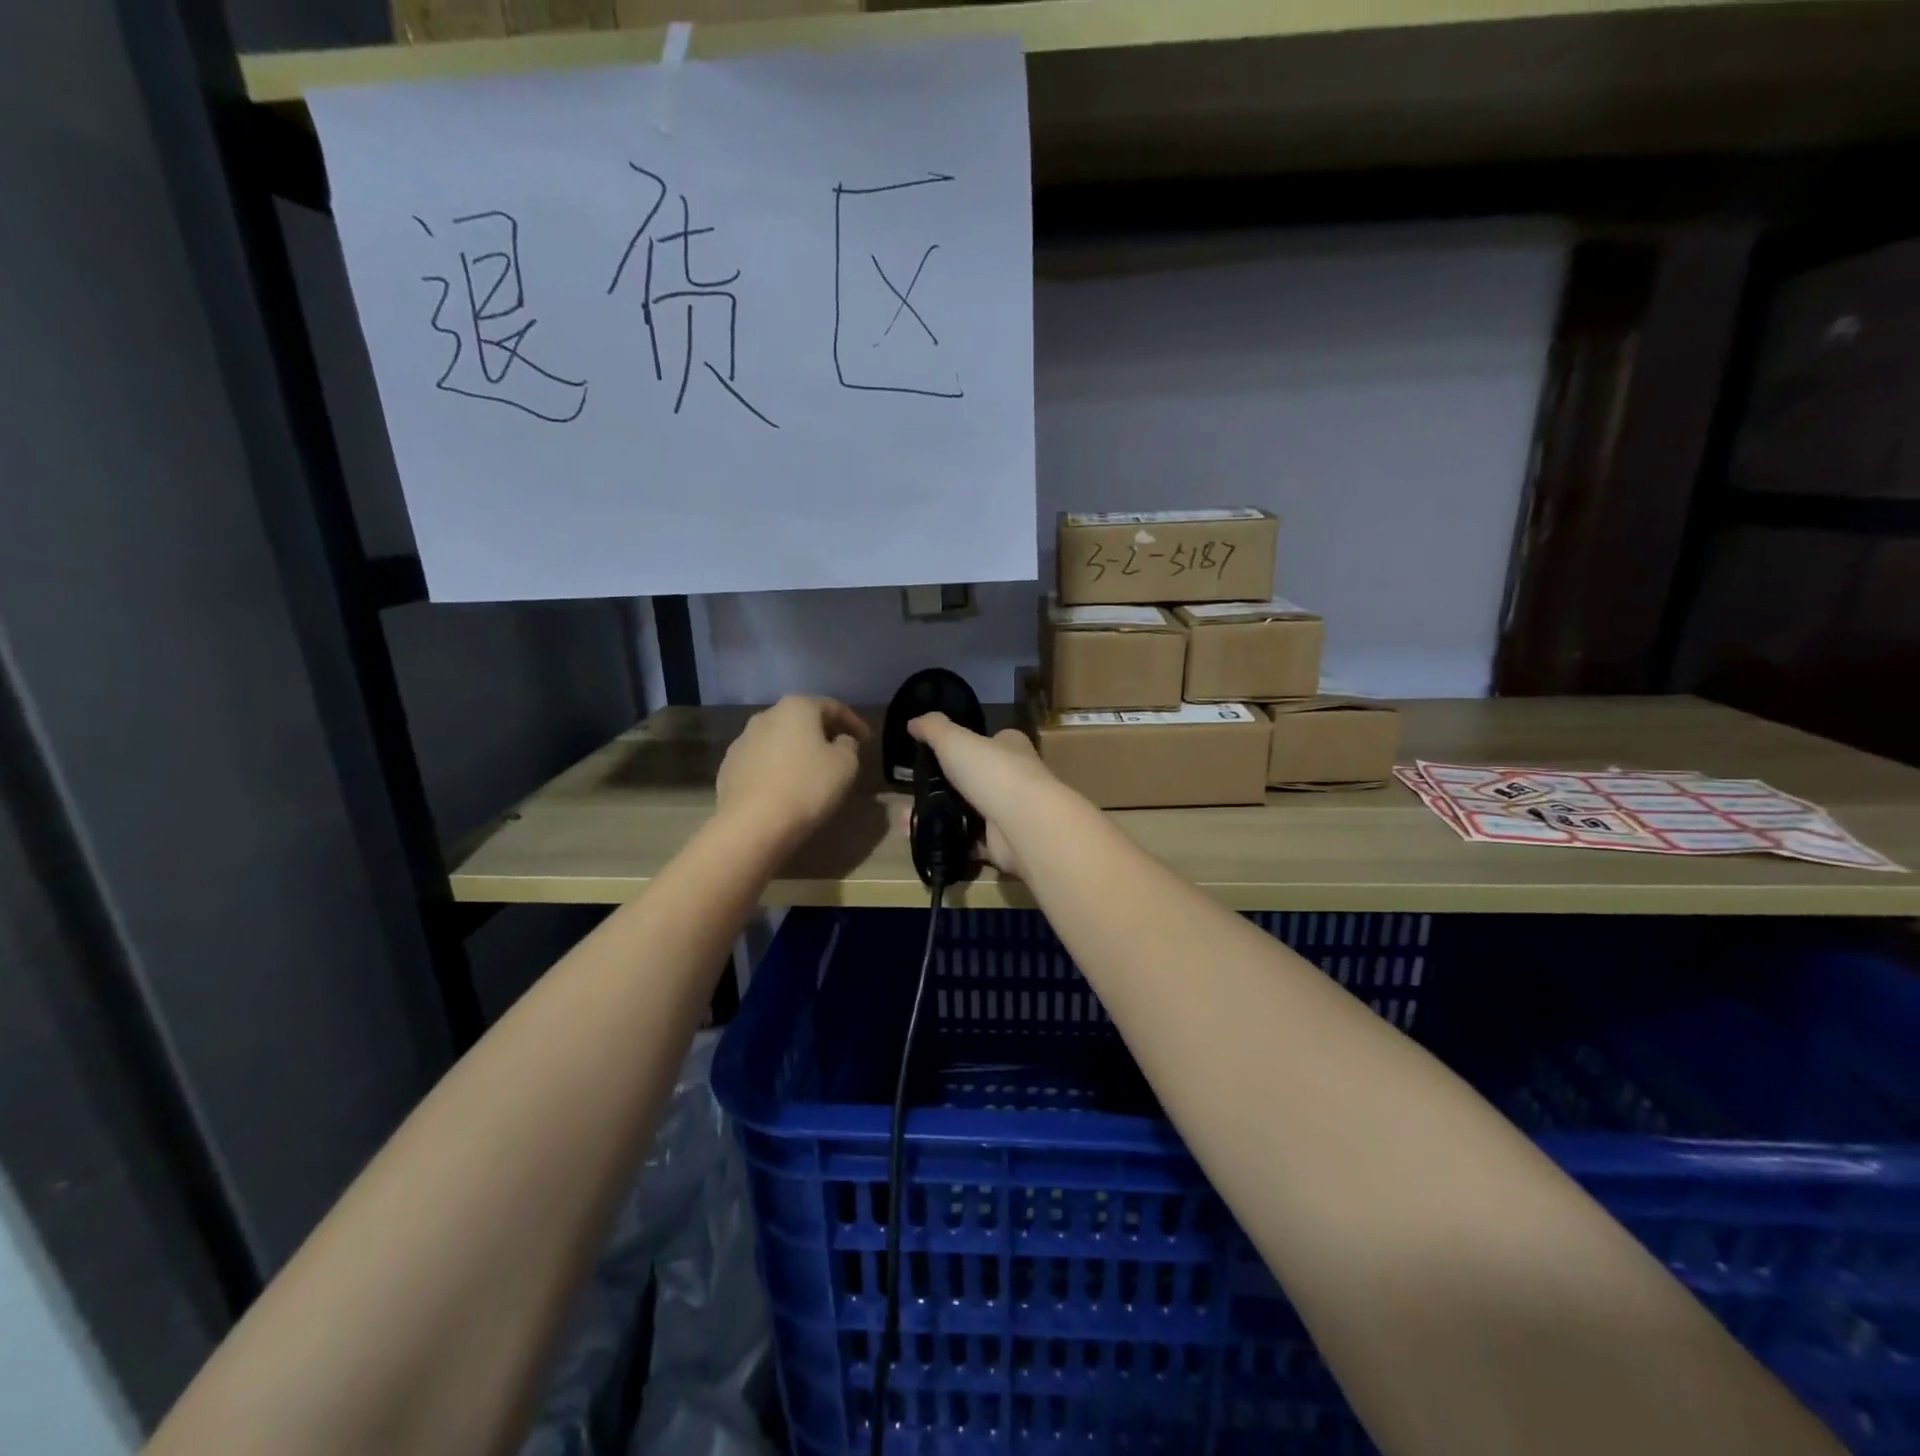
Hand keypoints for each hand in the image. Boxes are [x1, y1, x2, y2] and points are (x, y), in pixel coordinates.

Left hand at [716, 697, 869, 847]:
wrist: (752, 824)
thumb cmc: (807, 787)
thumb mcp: (845, 765)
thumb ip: (849, 746)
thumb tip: (840, 741)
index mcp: (796, 708)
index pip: (832, 707)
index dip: (853, 722)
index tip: (867, 740)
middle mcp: (765, 716)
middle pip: (801, 719)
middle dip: (822, 733)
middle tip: (839, 752)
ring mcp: (742, 741)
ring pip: (778, 740)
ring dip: (796, 750)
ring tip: (811, 771)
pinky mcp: (728, 768)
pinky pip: (761, 761)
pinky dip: (777, 768)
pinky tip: (785, 787)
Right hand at [907, 714, 1061, 878]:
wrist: (1023, 825)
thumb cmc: (993, 772)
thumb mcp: (954, 740)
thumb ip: (933, 729)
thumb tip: (913, 721)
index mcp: (1011, 747)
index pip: (991, 740)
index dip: (968, 744)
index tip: (940, 752)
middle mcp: (1016, 777)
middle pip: (978, 777)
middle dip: (949, 784)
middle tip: (917, 788)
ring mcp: (1010, 812)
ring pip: (971, 811)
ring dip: (943, 813)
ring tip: (909, 816)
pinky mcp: (1002, 842)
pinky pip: (969, 841)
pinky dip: (948, 839)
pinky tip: (922, 837)